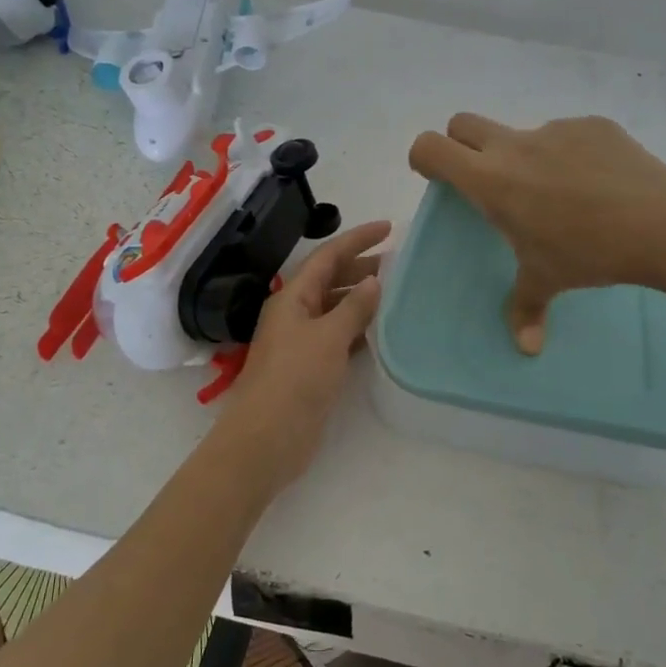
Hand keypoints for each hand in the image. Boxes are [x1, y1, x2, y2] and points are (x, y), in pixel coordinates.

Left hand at [216, 219, 390, 486]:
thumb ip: (353, 308)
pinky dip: (359, 329)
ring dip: (361, 299)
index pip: (327, 257)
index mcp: (292, 297)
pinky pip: (338, 336)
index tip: (388, 228)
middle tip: (398, 263)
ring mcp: (301, 341)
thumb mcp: (329, 337)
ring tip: (395, 293)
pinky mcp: (310, 367)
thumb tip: (374, 281)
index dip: (357, 239)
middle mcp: (295, 313)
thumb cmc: (295, 380)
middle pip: (330, 280)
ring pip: (335, 309)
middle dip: (361, 267)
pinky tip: (381, 331)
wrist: (267, 438)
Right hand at [408, 114, 665, 352]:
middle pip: (462, 123)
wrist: (662, 224)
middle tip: (487, 182)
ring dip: (524, 157)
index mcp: (491, 180)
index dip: (424, 158)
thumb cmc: (589, 252)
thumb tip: (527, 347)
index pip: (431, 147)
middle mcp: (515, 145)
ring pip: (521, 134)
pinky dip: (569, 156)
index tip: (438, 179)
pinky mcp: (593, 125)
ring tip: (562, 197)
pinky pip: (567, 136)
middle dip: (462, 145)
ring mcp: (556, 130)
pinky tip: (598, 187)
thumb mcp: (547, 280)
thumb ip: (525, 309)